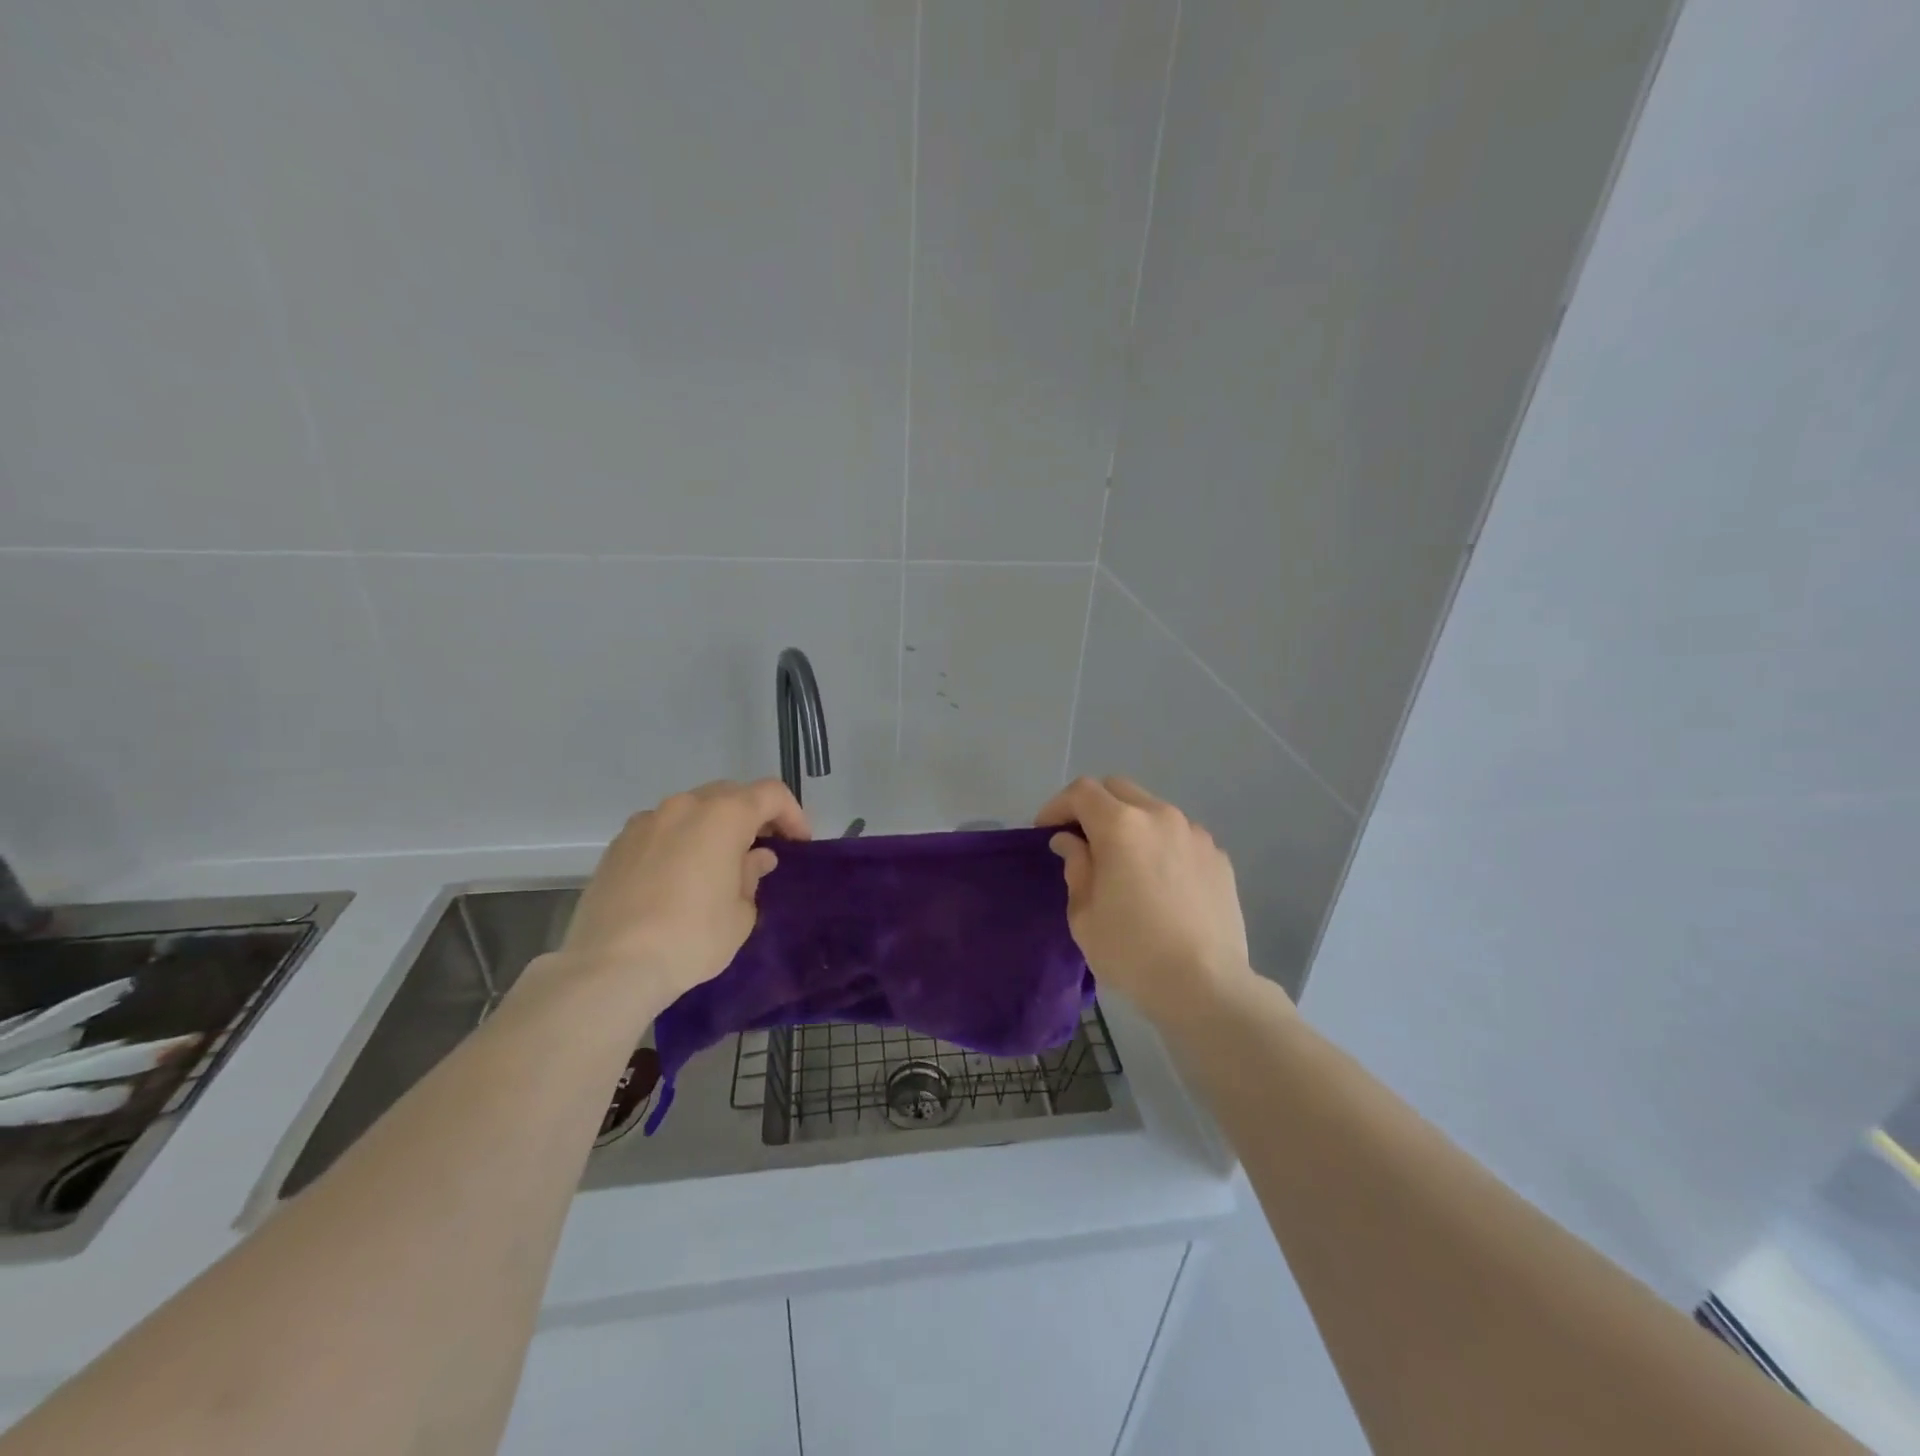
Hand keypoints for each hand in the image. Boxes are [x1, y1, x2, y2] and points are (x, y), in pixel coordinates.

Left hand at [554, 779, 809, 1004]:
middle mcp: (684, 806)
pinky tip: (678, 877)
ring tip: (719, 864)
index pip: (771, 794)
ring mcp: (645, 822)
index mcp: (723, 815)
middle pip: (730, 794)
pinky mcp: (618, 844)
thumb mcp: (741, 913)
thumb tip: (755, 858)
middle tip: (764, 849)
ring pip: (692, 810)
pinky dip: (680, 841)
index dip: (792, 814)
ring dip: (713, 827)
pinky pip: (661, 830)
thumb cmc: (692, 937)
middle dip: (752, 816)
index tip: (798, 844)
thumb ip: (752, 875)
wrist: (611, 966)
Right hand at [1035, 776, 1262, 1029]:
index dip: (1057, 806)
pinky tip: (1160, 881)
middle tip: (1081, 839)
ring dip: (1130, 824)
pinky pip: (1180, 836)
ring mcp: (1195, 834)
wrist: (1205, 986)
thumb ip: (1076, 867)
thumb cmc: (1131, 951)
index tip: (1046, 831)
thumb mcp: (1084, 914)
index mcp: (1121, 825)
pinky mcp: (1219, 857)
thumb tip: (1072, 842)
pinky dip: (1161, 845)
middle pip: (1118, 789)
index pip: (1082, 792)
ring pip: (1153, 810)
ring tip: (1124, 861)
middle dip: (1093, 806)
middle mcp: (1160, 816)